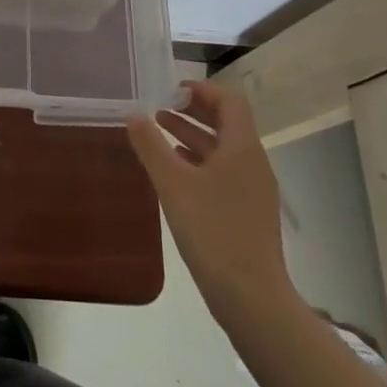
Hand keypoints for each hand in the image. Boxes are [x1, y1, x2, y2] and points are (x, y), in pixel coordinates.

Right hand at [127, 81, 295, 319]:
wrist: (252, 297)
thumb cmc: (213, 231)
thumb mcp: (173, 183)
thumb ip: (151, 145)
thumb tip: (133, 114)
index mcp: (242, 147)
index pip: (229, 100)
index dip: (201, 89)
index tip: (169, 89)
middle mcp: (253, 162)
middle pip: (226, 122)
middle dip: (192, 110)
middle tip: (158, 106)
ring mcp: (253, 189)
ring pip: (223, 149)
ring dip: (192, 135)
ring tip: (158, 131)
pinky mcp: (248, 212)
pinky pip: (223, 172)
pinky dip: (198, 161)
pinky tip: (174, 171)